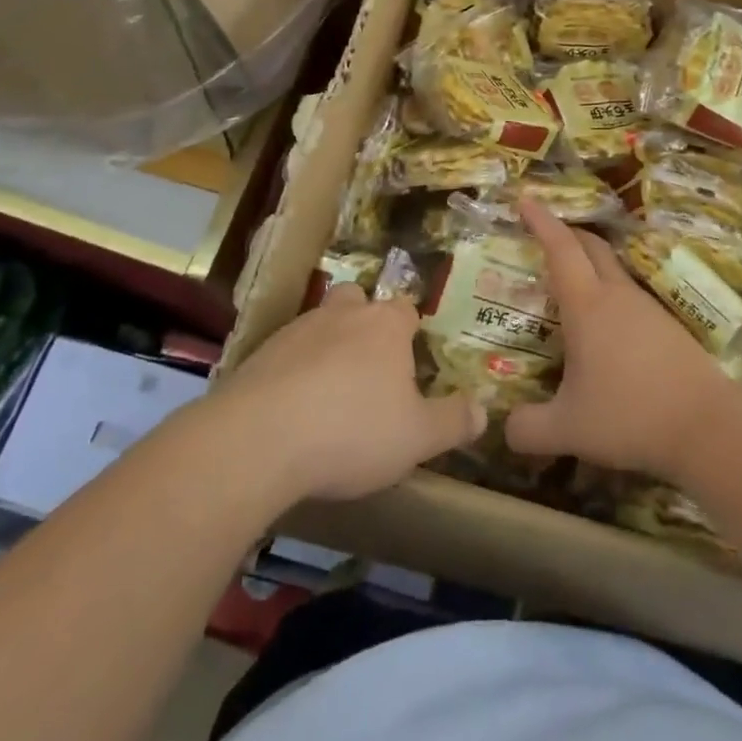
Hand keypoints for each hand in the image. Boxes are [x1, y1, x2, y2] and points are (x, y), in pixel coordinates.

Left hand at [224, 285, 485, 503]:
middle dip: (363, 321)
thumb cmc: (352, 431)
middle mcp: (342, 315)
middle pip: (357, 300)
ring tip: (329, 392)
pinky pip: (285, 354)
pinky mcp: (258, 354)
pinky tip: (293, 408)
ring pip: (318, 324)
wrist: (258, 440)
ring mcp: (296, 330)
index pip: (406, 309)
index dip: (410, 330)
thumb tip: (483, 410)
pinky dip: (292, 371)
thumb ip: (453, 421)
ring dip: (326, 346)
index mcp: (385, 326)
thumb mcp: (417, 437)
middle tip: (369, 365)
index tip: (412, 359)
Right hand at [505, 199, 741, 480]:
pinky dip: (610, 293)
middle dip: (566, 232)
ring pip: (613, 269)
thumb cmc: (630, 416)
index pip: (561, 248)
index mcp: (587, 305)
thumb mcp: (568, 428)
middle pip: (591, 246)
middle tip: (544, 235)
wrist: (708, 427)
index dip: (541, 221)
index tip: (525, 200)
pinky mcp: (669, 327)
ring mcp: (647, 308)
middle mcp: (617, 296)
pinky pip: (630, 295)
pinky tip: (606, 325)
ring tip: (571, 283)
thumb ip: (528, 429)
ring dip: (590, 264)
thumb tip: (505, 429)